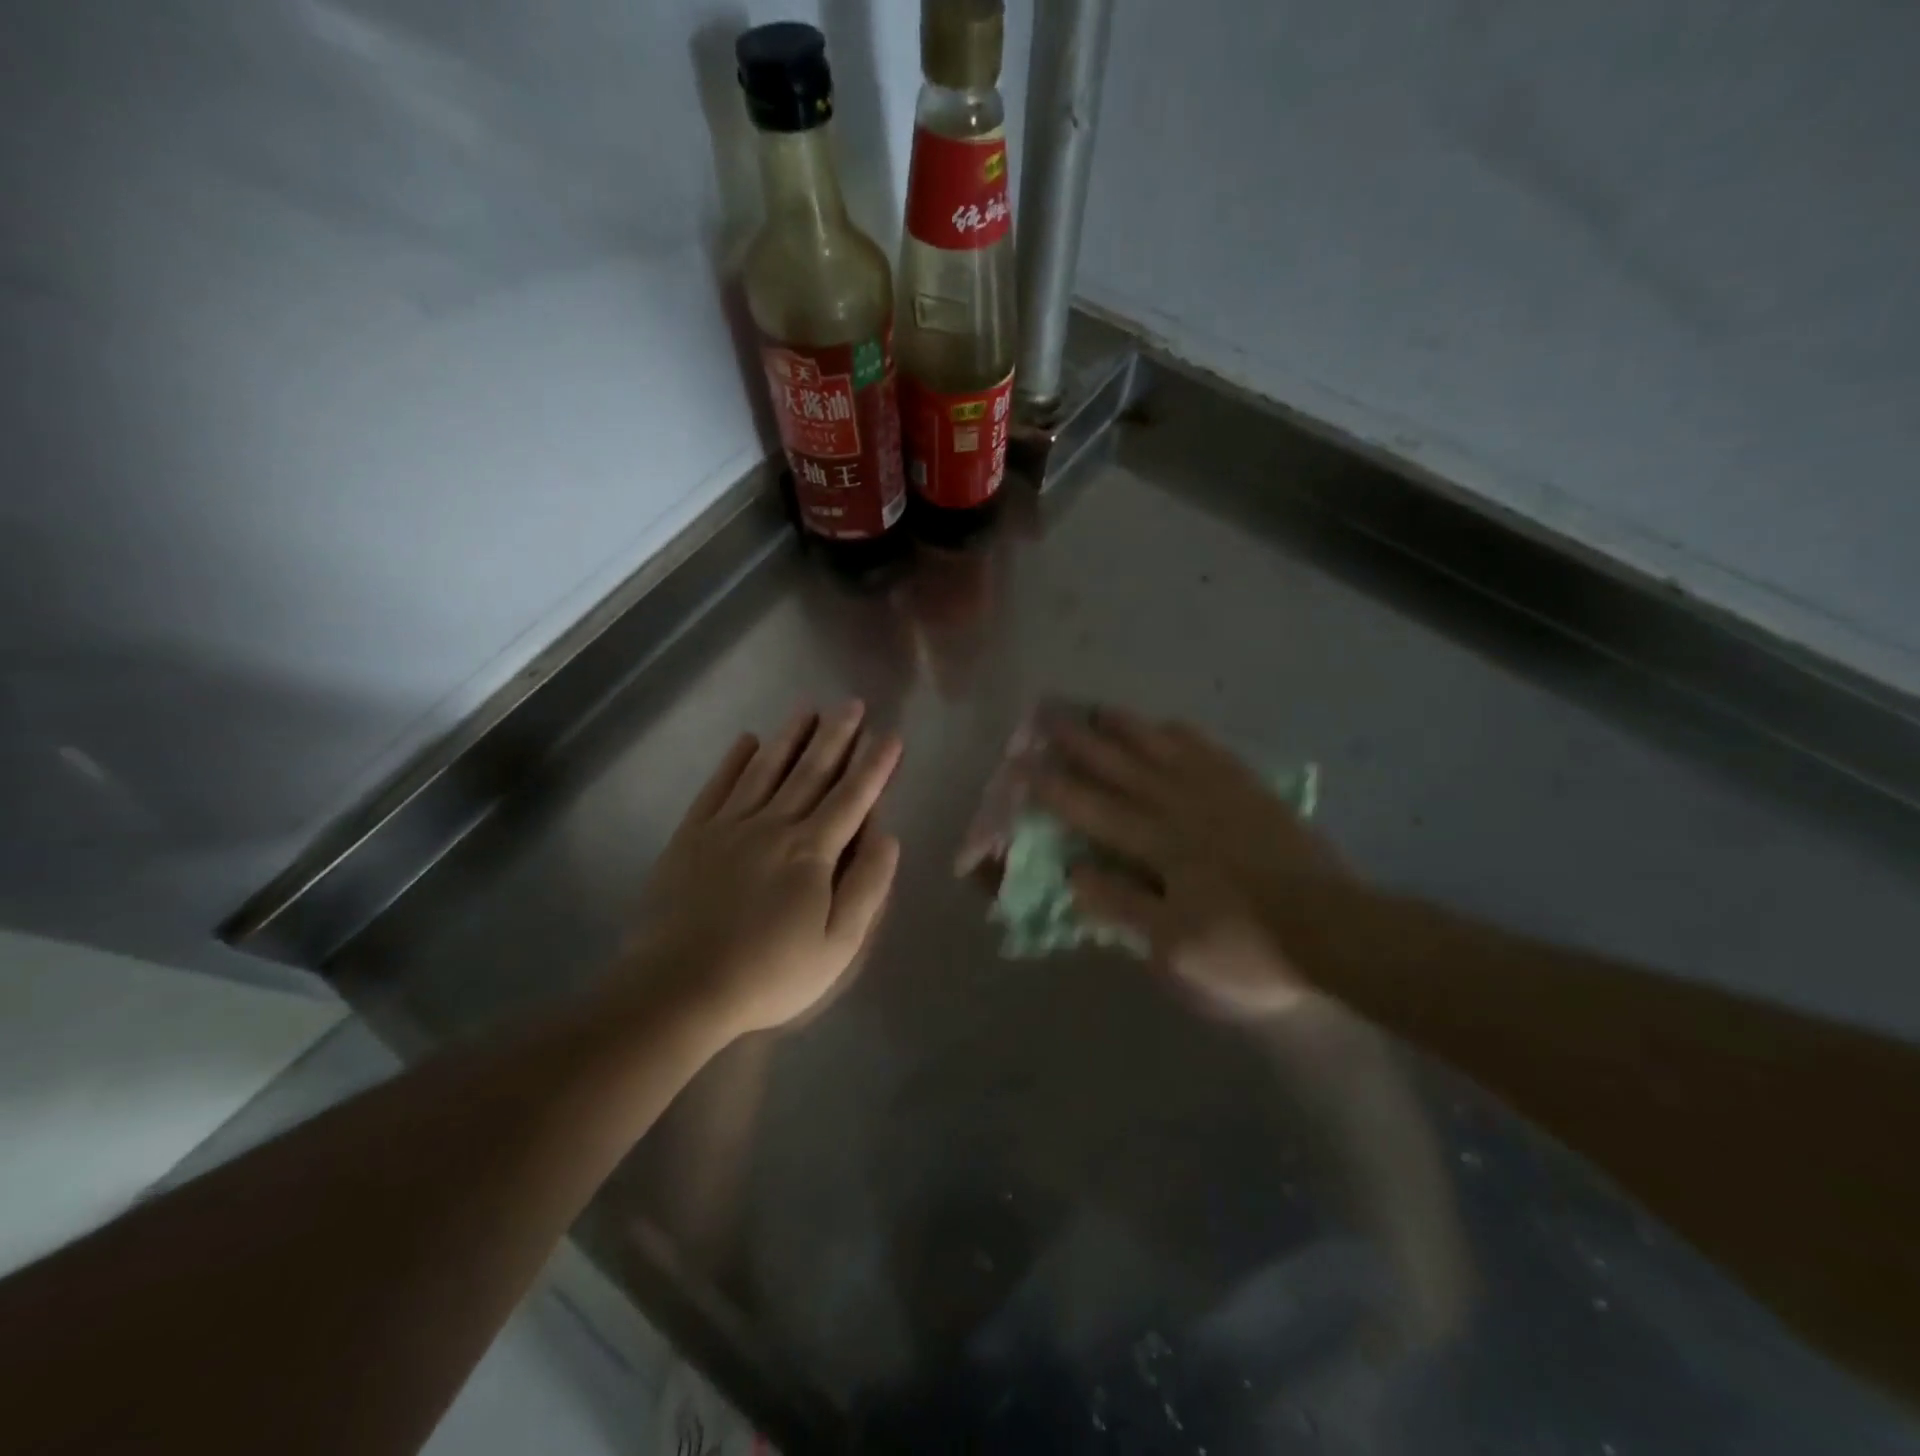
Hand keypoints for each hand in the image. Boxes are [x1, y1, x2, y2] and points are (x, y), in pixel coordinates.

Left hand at [620, 701, 902, 1041]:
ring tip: (808, 708)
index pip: (853, 798)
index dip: (875, 766)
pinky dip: (733, 761)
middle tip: (852, 704)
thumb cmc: (769, 973)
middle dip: (837, 736)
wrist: (679, 988)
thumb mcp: (838, 944)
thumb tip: (887, 834)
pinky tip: (746, 741)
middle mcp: (773, 825)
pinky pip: (718, 787)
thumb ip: (867, 885)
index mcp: (812, 851)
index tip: (891, 735)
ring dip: (790, 737)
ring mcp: (728, 826)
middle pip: (811, 772)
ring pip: (767, 769)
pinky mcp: (691, 835)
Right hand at [1035, 709, 1349, 1017]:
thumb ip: (1122, 905)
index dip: (1052, 788)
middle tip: (1049, 715)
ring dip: (1128, 728)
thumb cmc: (1247, 943)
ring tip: (1101, 708)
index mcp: (1157, 844)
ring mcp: (1219, 794)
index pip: (1092, 809)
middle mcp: (1180, 807)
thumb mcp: (1174, 944)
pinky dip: (1185, 736)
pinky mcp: (1252, 793)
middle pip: (1121, 767)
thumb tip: (1073, 872)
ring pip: (1163, 750)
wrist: (1334, 928)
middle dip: (1081, 742)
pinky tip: (1172, 725)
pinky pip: (1211, 753)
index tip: (1020, 765)